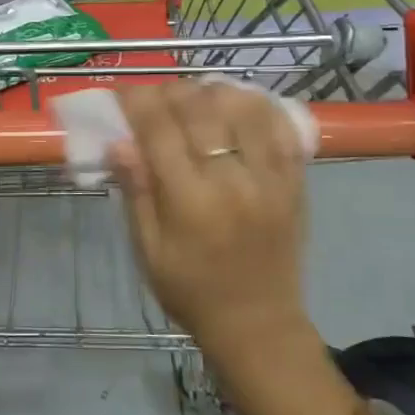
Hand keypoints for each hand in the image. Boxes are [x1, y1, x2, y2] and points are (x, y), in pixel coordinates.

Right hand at [111, 81, 313, 367]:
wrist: (257, 323)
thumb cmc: (190, 290)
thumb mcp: (148, 251)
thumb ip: (136, 192)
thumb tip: (118, 142)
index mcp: (190, 202)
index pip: (159, 130)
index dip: (138, 101)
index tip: (125, 93)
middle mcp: (233, 181)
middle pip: (200, 109)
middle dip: (171, 91)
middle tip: (157, 96)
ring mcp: (270, 177)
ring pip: (244, 107)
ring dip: (214, 91)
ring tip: (197, 98)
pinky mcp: (295, 180)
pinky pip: (282, 126)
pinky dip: (259, 105)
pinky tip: (239, 104)